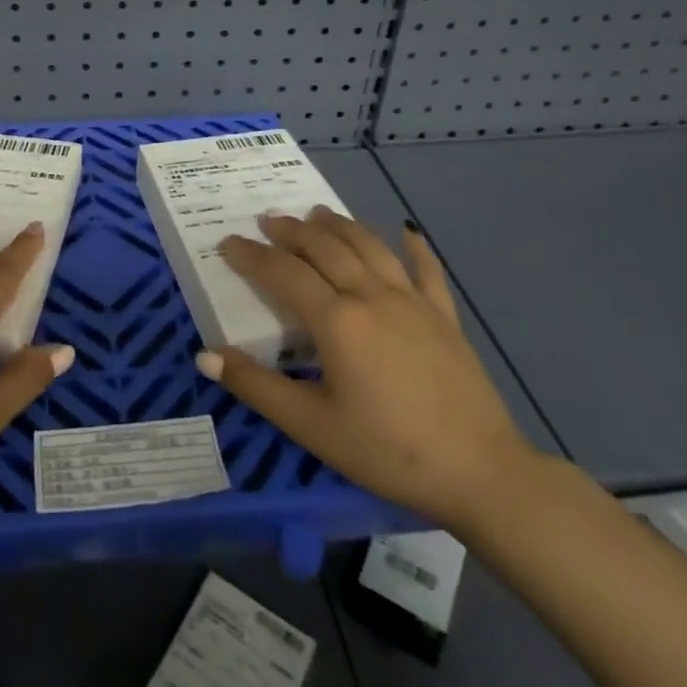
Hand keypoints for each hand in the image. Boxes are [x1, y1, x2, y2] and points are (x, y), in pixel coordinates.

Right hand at [198, 208, 541, 534]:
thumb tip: (204, 355)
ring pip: (369, 247)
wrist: (482, 473)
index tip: (228, 242)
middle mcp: (371, 296)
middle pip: (325, 248)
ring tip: (317, 213)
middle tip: (268, 219)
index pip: (283, 273)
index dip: (252, 255)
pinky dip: (414, 247)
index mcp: (337, 320)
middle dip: (292, 230)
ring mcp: (412, 302)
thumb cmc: (388, 451)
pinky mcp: (444, 317)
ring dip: (339, 226)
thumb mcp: (311, 425)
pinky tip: (407, 231)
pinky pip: (426, 271)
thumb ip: (256, 386)